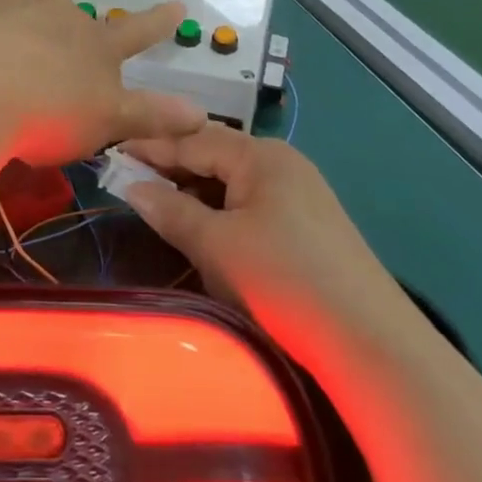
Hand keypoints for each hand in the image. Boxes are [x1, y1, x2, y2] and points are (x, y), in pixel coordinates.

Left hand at [0, 0, 205, 166]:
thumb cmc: (46, 116)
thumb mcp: (106, 124)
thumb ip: (151, 116)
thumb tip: (200, 113)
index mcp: (99, 47)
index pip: (138, 32)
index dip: (159, 22)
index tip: (178, 5)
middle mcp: (66, 14)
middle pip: (76, 20)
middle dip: (69, 39)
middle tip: (49, 73)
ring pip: (35, 2)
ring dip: (30, 19)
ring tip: (10, 47)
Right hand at [118, 124, 405, 339]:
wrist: (370, 342)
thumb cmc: (282, 279)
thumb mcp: (216, 244)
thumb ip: (169, 210)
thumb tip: (131, 186)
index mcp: (261, 155)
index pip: (193, 139)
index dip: (150, 147)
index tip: (111, 152)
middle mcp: (282, 163)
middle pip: (214, 155)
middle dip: (172, 168)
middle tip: (129, 180)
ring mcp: (299, 194)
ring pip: (232, 182)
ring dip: (195, 192)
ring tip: (159, 206)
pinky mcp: (308, 225)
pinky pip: (250, 204)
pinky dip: (220, 211)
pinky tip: (203, 229)